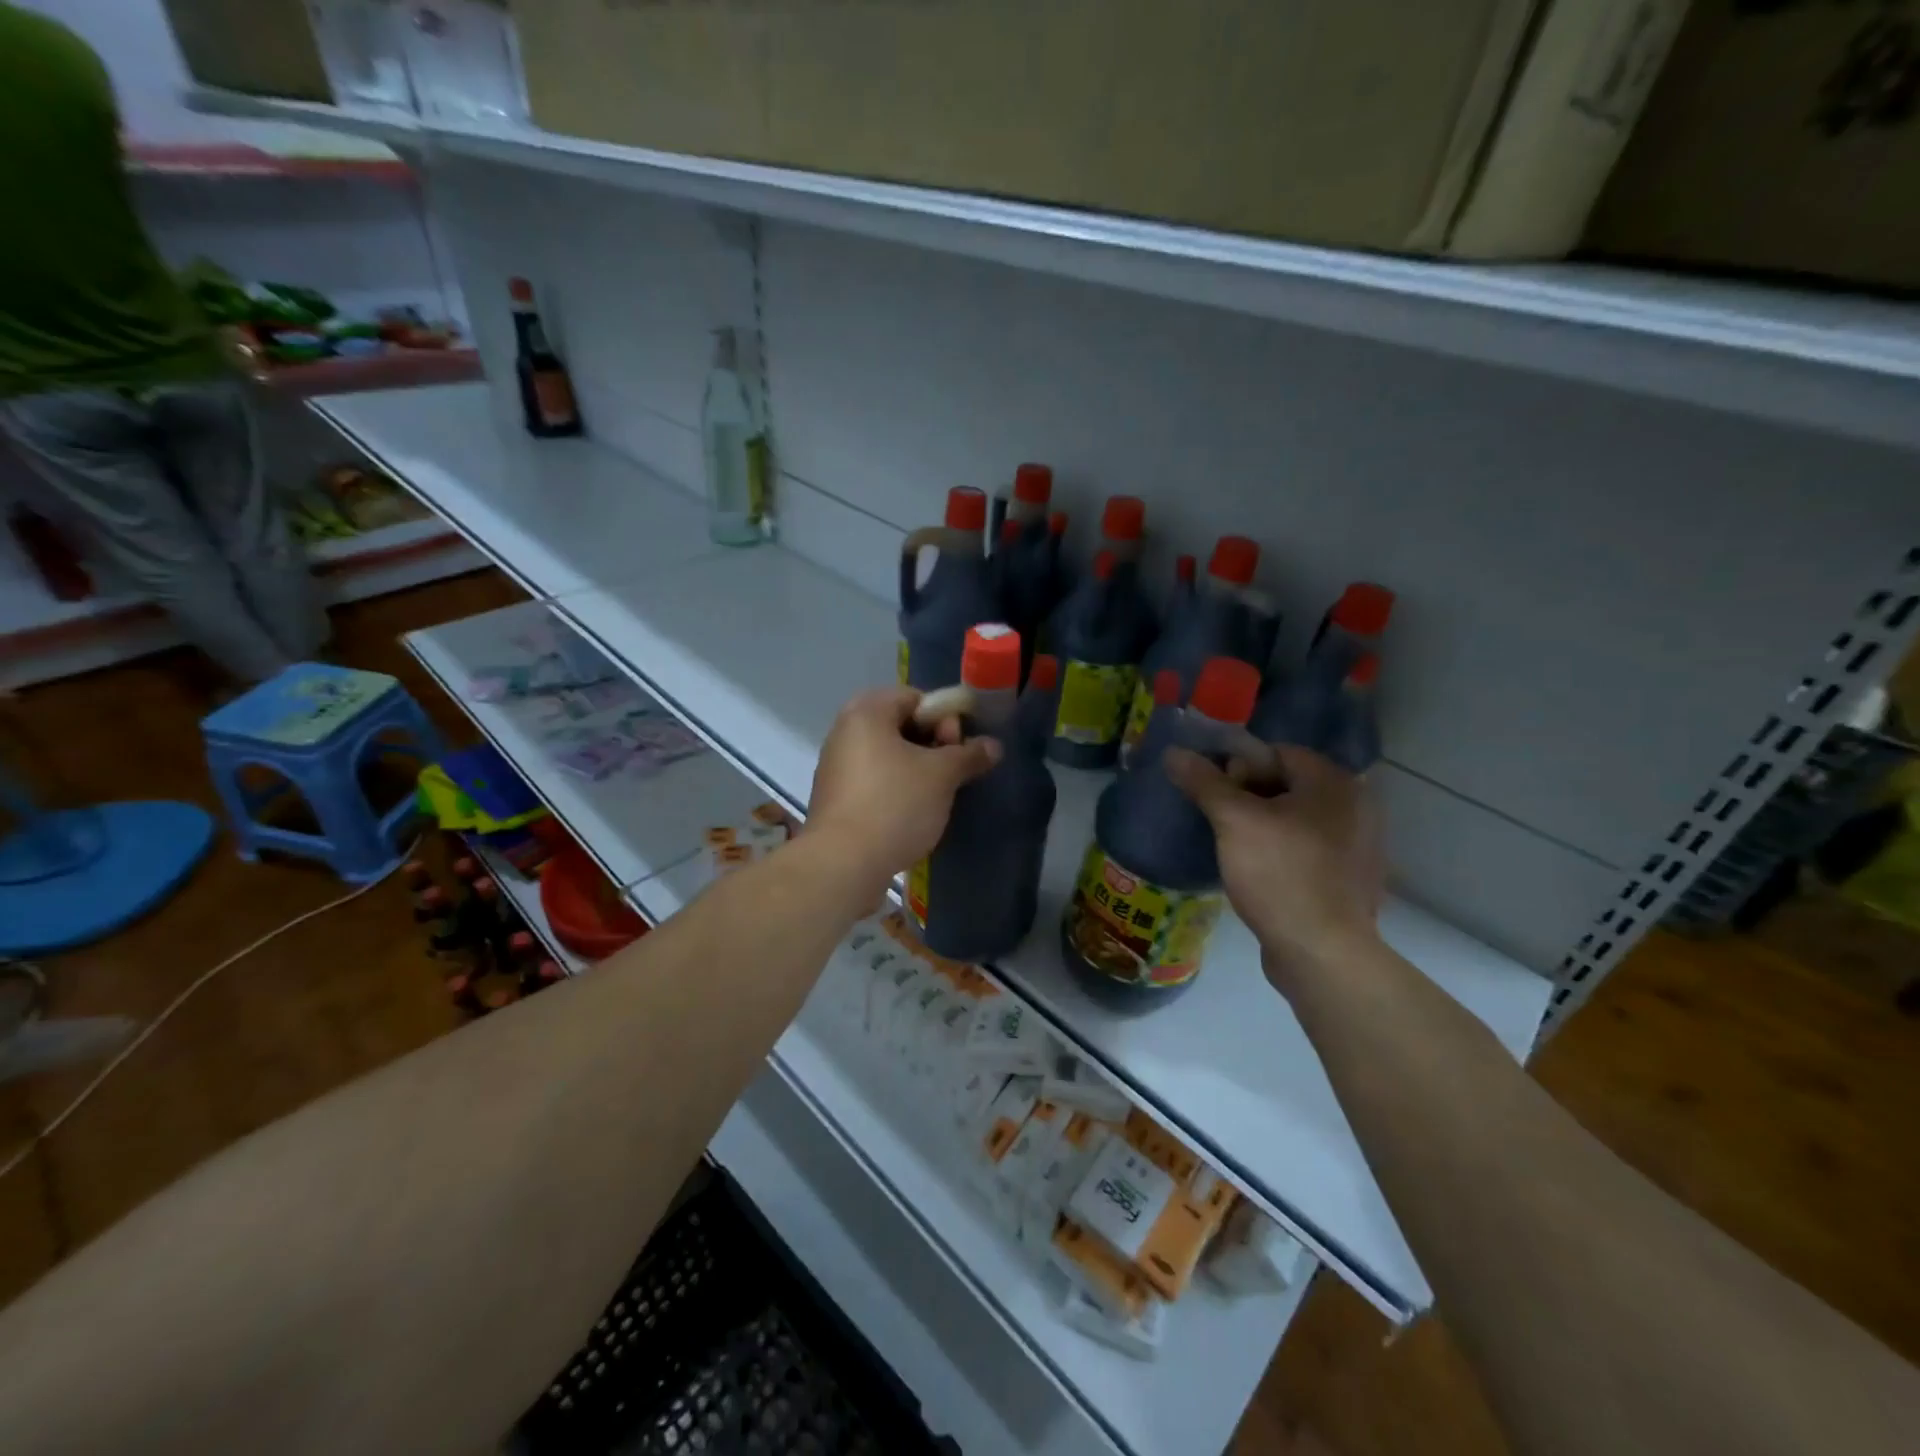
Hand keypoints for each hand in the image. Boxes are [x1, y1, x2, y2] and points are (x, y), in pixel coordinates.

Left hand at [804, 687, 1000, 895]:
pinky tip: (914, 814)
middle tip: (952, 773)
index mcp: (866, 712)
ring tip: (938, 796)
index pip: (916, 698)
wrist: (843, 863)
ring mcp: (836, 766)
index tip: (959, 747)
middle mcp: (845, 731)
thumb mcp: (942, 776)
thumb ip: (969, 755)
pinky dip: (897, 790)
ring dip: (918, 771)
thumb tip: (993, 746)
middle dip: (934, 746)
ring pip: (889, 756)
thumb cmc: (895, 804)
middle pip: (902, 726)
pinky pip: (875, 782)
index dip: (945, 718)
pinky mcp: (836, 798)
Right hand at [1164, 743, 1383, 988]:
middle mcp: (1356, 805)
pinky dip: (1283, 851)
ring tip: (1234, 847)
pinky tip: (1260, 873)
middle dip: (1248, 796)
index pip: (1277, 752)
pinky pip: (1308, 848)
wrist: (1323, 953)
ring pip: (1296, 818)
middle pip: (1288, 784)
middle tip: (1220, 820)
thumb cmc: (1280, 875)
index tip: (1215, 794)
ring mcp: (1359, 845)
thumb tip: (1174, 752)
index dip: (1239, 767)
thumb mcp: (1233, 822)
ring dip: (1264, 824)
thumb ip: (1204, 782)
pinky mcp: (1351, 878)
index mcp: (1334, 782)